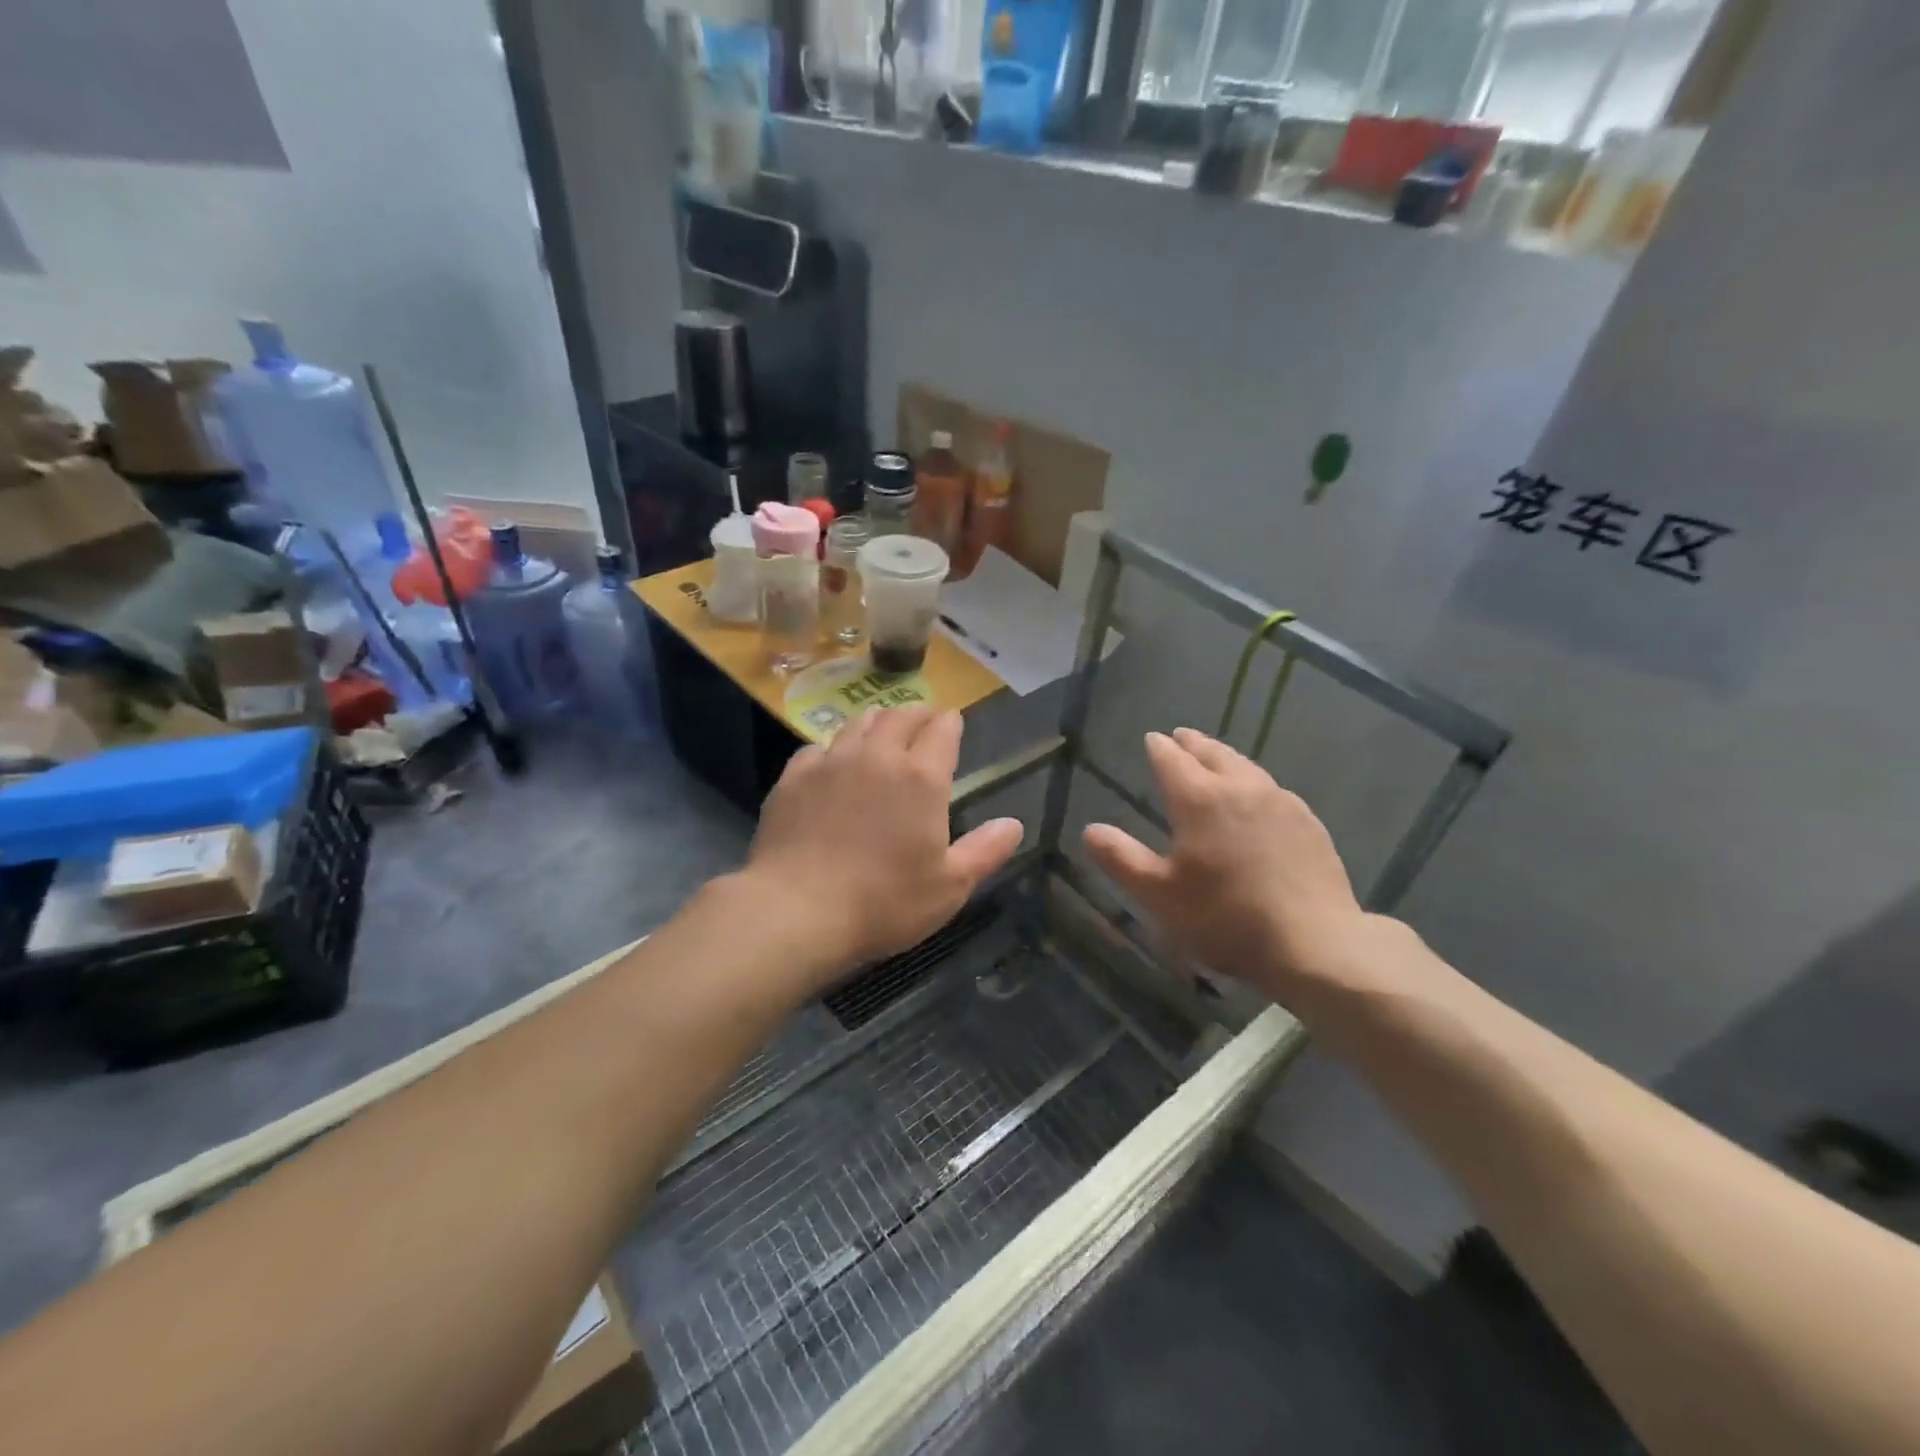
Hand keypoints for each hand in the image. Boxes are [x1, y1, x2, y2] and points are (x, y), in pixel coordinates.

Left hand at [744, 707, 1023, 971]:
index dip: (951, 723)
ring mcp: (831, 762)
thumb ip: (985, 851)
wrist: (796, 911)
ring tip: (881, 730)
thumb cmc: (884, 903)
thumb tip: (1014, 824)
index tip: (953, 723)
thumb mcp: (949, 887)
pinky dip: (833, 748)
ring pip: (858, 723)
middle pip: (900, 716)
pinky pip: (818, 748)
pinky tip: (831, 763)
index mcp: (921, 777)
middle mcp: (877, 756)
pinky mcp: (793, 777)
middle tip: (923, 721)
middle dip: (917, 713)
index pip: (942, 730)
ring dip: (877, 722)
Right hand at [1082, 728, 1369, 1001]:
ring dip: (1225, 758)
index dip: (1158, 747)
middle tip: (1182, 737)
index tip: (1152, 739)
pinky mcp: (1308, 823)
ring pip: (1246, 766)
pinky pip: (1272, 789)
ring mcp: (1280, 802)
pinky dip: (1253, 783)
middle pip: (1212, 753)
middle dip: (1193, 744)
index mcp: (1199, 799)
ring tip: (1216, 758)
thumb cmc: (1225, 918)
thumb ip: (1121, 859)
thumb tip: (1090, 830)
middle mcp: (1240, 788)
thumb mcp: (1159, 895)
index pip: (1172, 759)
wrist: (1314, 943)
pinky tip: (1257, 799)